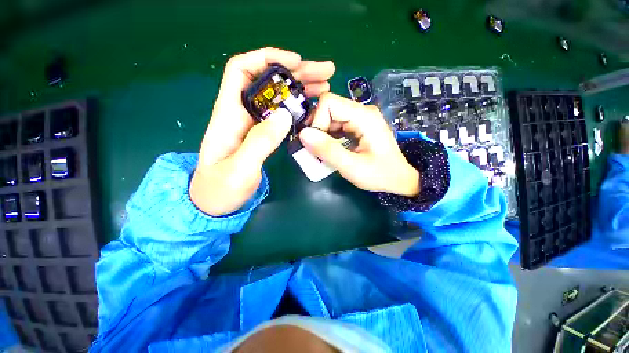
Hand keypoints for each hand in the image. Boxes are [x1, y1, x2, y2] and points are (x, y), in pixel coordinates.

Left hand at [191, 47, 334, 215]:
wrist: (215, 203)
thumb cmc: (221, 188)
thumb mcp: (240, 168)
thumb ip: (260, 142)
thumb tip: (285, 114)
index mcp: (229, 114)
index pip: (242, 70)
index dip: (267, 58)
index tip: (296, 62)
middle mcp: (242, 113)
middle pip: (268, 81)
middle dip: (296, 72)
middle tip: (325, 73)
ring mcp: (254, 124)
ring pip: (278, 97)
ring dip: (301, 88)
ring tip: (325, 87)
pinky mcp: (263, 135)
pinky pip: (282, 115)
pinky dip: (298, 108)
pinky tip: (313, 109)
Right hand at [299, 93, 420, 196]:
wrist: (399, 179)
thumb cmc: (379, 175)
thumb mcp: (352, 167)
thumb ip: (328, 150)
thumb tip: (303, 134)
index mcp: (364, 116)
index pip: (328, 103)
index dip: (317, 121)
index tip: (316, 143)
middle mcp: (362, 111)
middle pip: (328, 108)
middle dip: (317, 128)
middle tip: (315, 149)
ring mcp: (360, 118)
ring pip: (330, 117)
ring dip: (321, 133)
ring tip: (321, 151)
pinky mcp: (357, 126)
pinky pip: (336, 125)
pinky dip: (328, 136)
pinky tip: (329, 149)